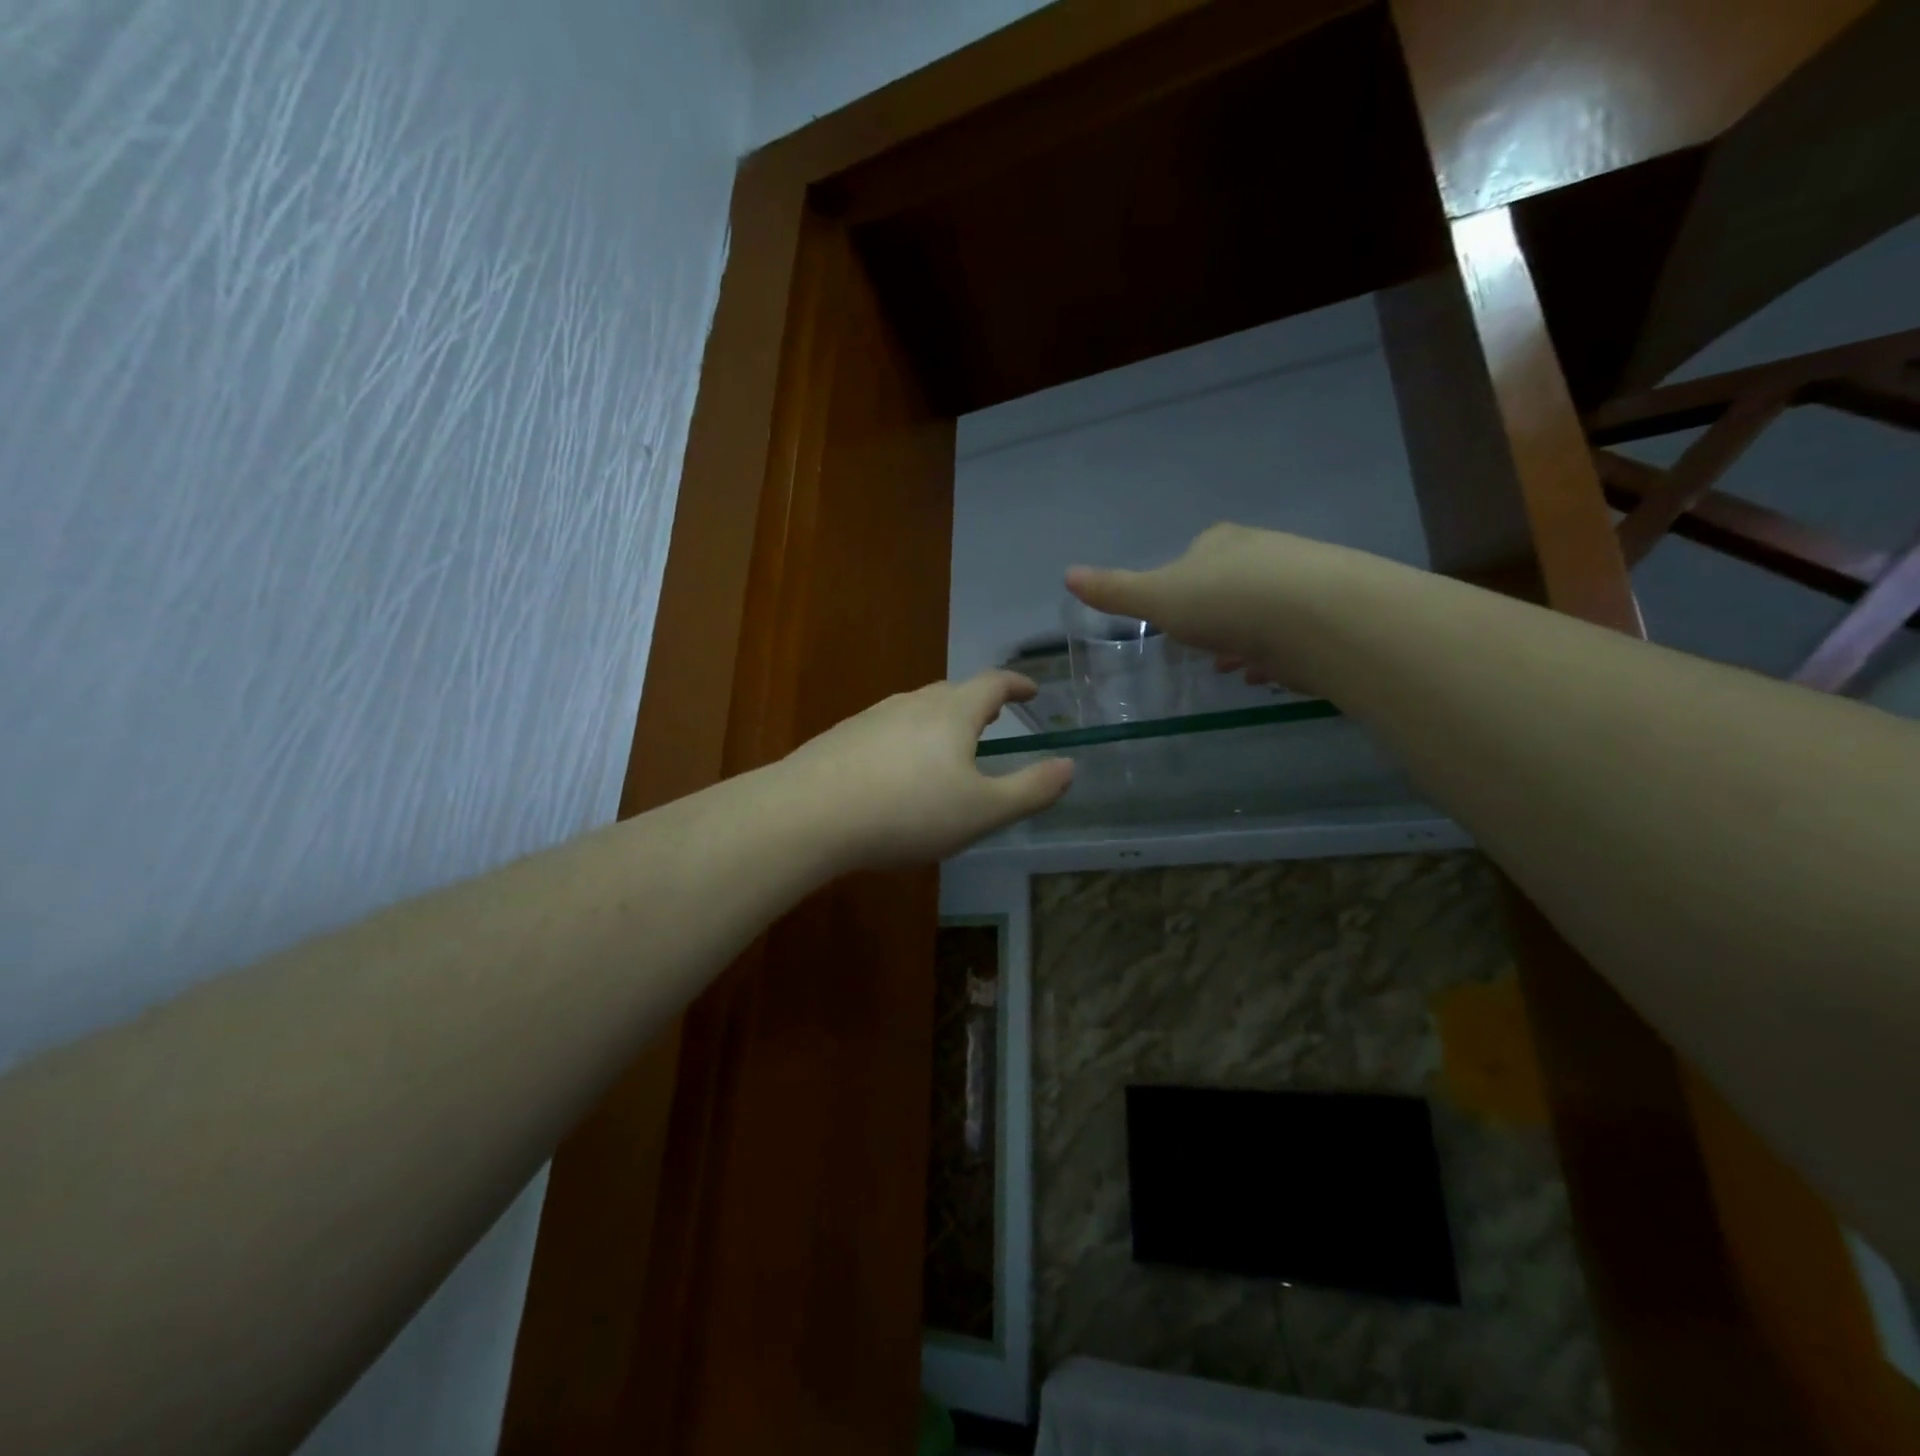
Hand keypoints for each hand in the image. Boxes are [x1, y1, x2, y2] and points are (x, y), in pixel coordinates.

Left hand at [779, 670, 1073, 870]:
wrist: (810, 814)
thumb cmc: (909, 811)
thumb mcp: (982, 811)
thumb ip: (1030, 790)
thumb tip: (1070, 766)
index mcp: (953, 712)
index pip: (993, 682)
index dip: (1016, 683)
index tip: (1032, 689)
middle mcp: (912, 703)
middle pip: (953, 691)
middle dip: (978, 701)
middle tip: (994, 716)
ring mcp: (872, 717)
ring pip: (916, 708)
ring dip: (941, 719)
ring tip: (949, 743)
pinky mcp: (842, 737)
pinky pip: (887, 729)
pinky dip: (906, 738)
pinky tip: (897, 769)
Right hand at [1066, 523, 1336, 693]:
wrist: (1319, 617)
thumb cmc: (1227, 602)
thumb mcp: (1159, 599)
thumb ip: (1116, 591)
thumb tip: (1067, 574)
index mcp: (1220, 543)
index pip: (1195, 553)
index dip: (1180, 583)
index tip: (1173, 613)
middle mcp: (1263, 552)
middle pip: (1230, 581)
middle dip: (1214, 613)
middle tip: (1201, 645)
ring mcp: (1301, 581)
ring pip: (1262, 610)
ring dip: (1244, 636)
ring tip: (1231, 667)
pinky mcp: (1328, 615)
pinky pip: (1291, 636)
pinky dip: (1274, 654)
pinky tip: (1263, 676)